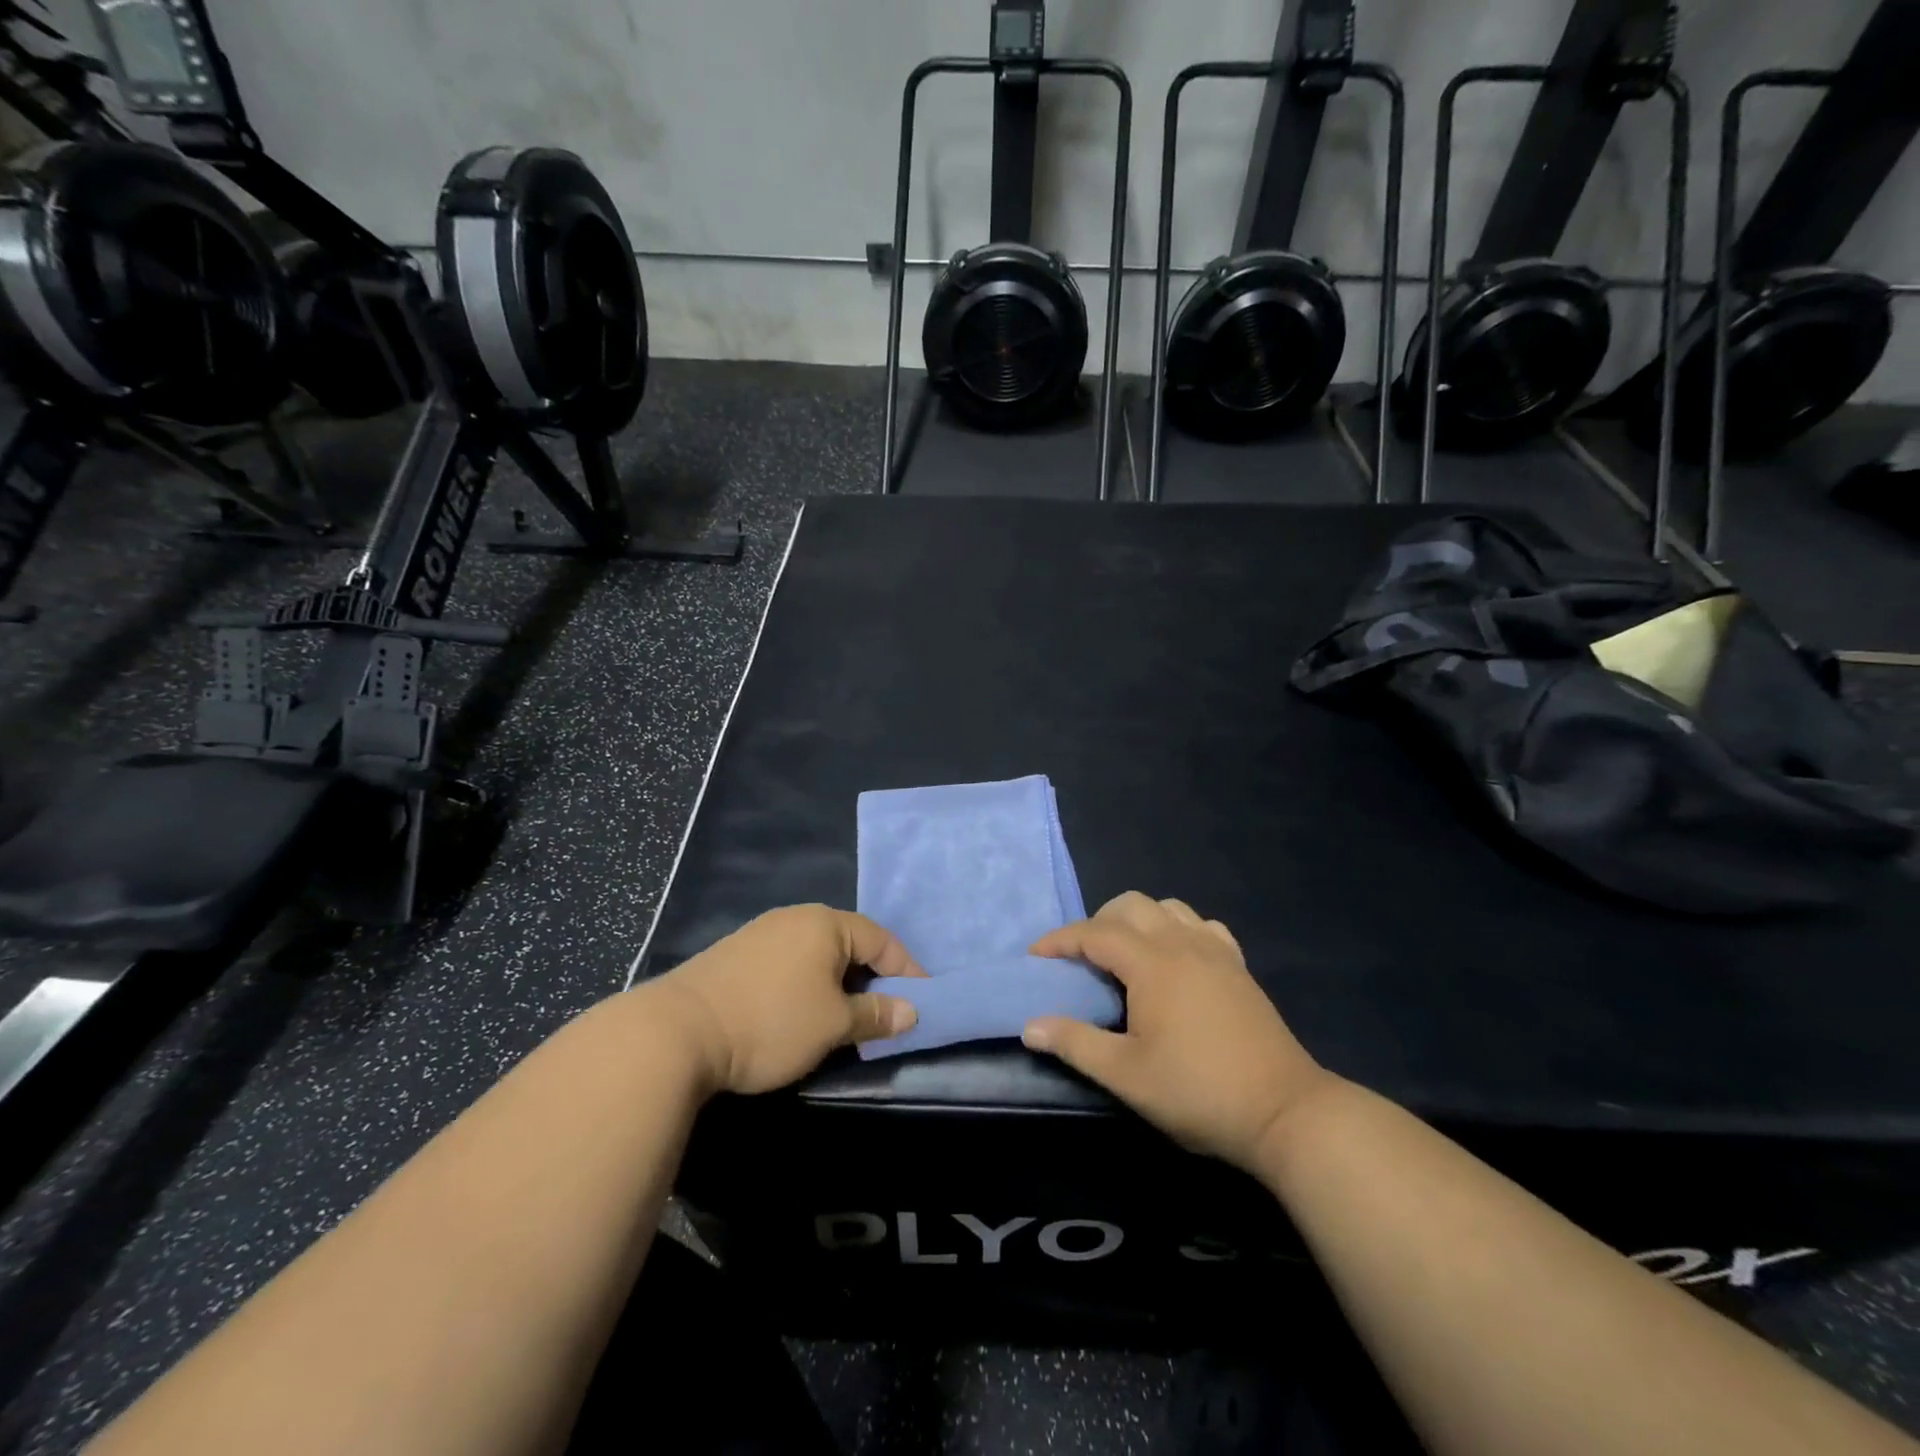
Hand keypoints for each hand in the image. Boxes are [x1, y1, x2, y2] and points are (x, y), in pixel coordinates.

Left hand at [644, 906, 924, 1095]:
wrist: (677, 1032)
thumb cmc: (771, 1021)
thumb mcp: (833, 1024)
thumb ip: (875, 1015)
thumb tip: (911, 1012)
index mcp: (825, 923)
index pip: (882, 940)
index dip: (907, 972)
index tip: (922, 1004)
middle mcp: (795, 917)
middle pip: (849, 943)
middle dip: (871, 978)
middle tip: (884, 1014)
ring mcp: (761, 933)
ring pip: (817, 954)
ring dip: (838, 983)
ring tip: (845, 1018)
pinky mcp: (736, 955)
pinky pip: (789, 963)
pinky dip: (807, 984)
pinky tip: (800, 1012)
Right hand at [1023, 892, 1336, 1170]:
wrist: (1285, 1112)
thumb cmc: (1198, 1092)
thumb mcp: (1126, 1075)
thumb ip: (1075, 1043)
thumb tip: (1030, 1025)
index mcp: (1152, 963)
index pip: (1095, 933)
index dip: (1060, 940)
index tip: (1036, 957)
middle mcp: (1183, 943)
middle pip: (1130, 905)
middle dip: (1097, 923)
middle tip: (1080, 960)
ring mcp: (1216, 951)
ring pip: (1168, 907)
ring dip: (1137, 920)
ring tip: (1124, 956)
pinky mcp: (1238, 966)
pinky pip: (1200, 925)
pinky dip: (1177, 928)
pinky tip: (1174, 959)